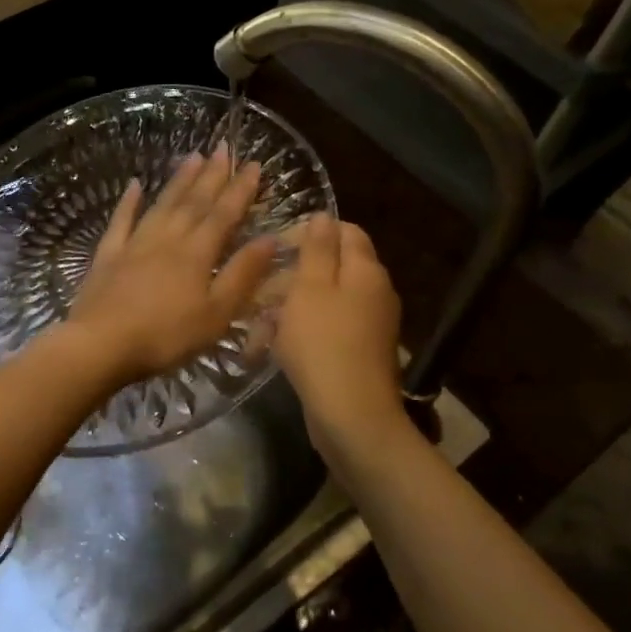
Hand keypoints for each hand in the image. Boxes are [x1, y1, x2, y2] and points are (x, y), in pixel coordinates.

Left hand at [65, 148, 278, 388]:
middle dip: (212, 174)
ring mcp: (134, 244)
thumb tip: (270, 239)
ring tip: (192, 156)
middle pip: (194, 201)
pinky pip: (121, 221)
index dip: (241, 189)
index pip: (224, 214)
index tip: (253, 164)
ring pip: (162, 204)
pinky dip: (129, 201)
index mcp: (197, 253)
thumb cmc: (166, 336)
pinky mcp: (108, 255)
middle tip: (224, 147)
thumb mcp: (217, 314)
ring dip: (179, 180)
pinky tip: (134, 184)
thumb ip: (243, 274)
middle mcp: (168, 238)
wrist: (102, 344)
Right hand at [273, 215, 410, 461]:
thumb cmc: (323, 344)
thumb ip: (316, 249)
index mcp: (365, 271)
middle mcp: (374, 292)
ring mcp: (369, 325)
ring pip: (322, 301)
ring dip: (287, 308)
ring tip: (256, 327)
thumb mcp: (310, 288)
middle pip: (330, 267)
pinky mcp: (358, 352)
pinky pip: (326, 329)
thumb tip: (323, 216)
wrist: (350, 415)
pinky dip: (299, 333)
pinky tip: (270, 348)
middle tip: (257, 291)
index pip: (344, 231)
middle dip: (290, 276)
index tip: (276, 247)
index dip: (309, 232)